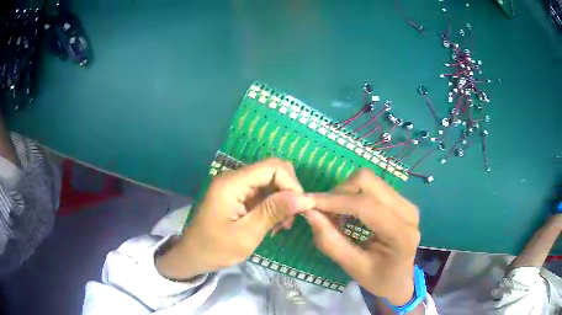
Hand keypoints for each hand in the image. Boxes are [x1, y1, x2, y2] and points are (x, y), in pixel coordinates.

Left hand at [156, 158, 314, 279]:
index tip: (301, 208)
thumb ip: (274, 212)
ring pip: (270, 182)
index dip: (292, 184)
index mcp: (232, 183)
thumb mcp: (246, 234)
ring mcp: (235, 186)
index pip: (273, 167)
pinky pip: (262, 192)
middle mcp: (234, 178)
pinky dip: (273, 206)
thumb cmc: (216, 248)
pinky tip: (273, 224)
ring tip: (282, 226)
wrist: (193, 256)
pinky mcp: (237, 195)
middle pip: (273, 171)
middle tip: (291, 219)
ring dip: (282, 201)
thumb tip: (305, 198)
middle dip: (288, 192)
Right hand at [304, 169, 419, 305]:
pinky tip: (347, 212)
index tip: (308, 203)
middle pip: (368, 181)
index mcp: (401, 234)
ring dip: (346, 192)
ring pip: (369, 180)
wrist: (401, 279)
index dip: (334, 201)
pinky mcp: (401, 200)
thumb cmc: (378, 279)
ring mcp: (407, 203)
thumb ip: (330, 242)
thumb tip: (309, 213)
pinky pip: (373, 186)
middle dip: (339, 191)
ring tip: (335, 213)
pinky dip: (354, 194)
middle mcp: (408, 211)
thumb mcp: (352, 268)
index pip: (366, 205)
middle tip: (323, 210)